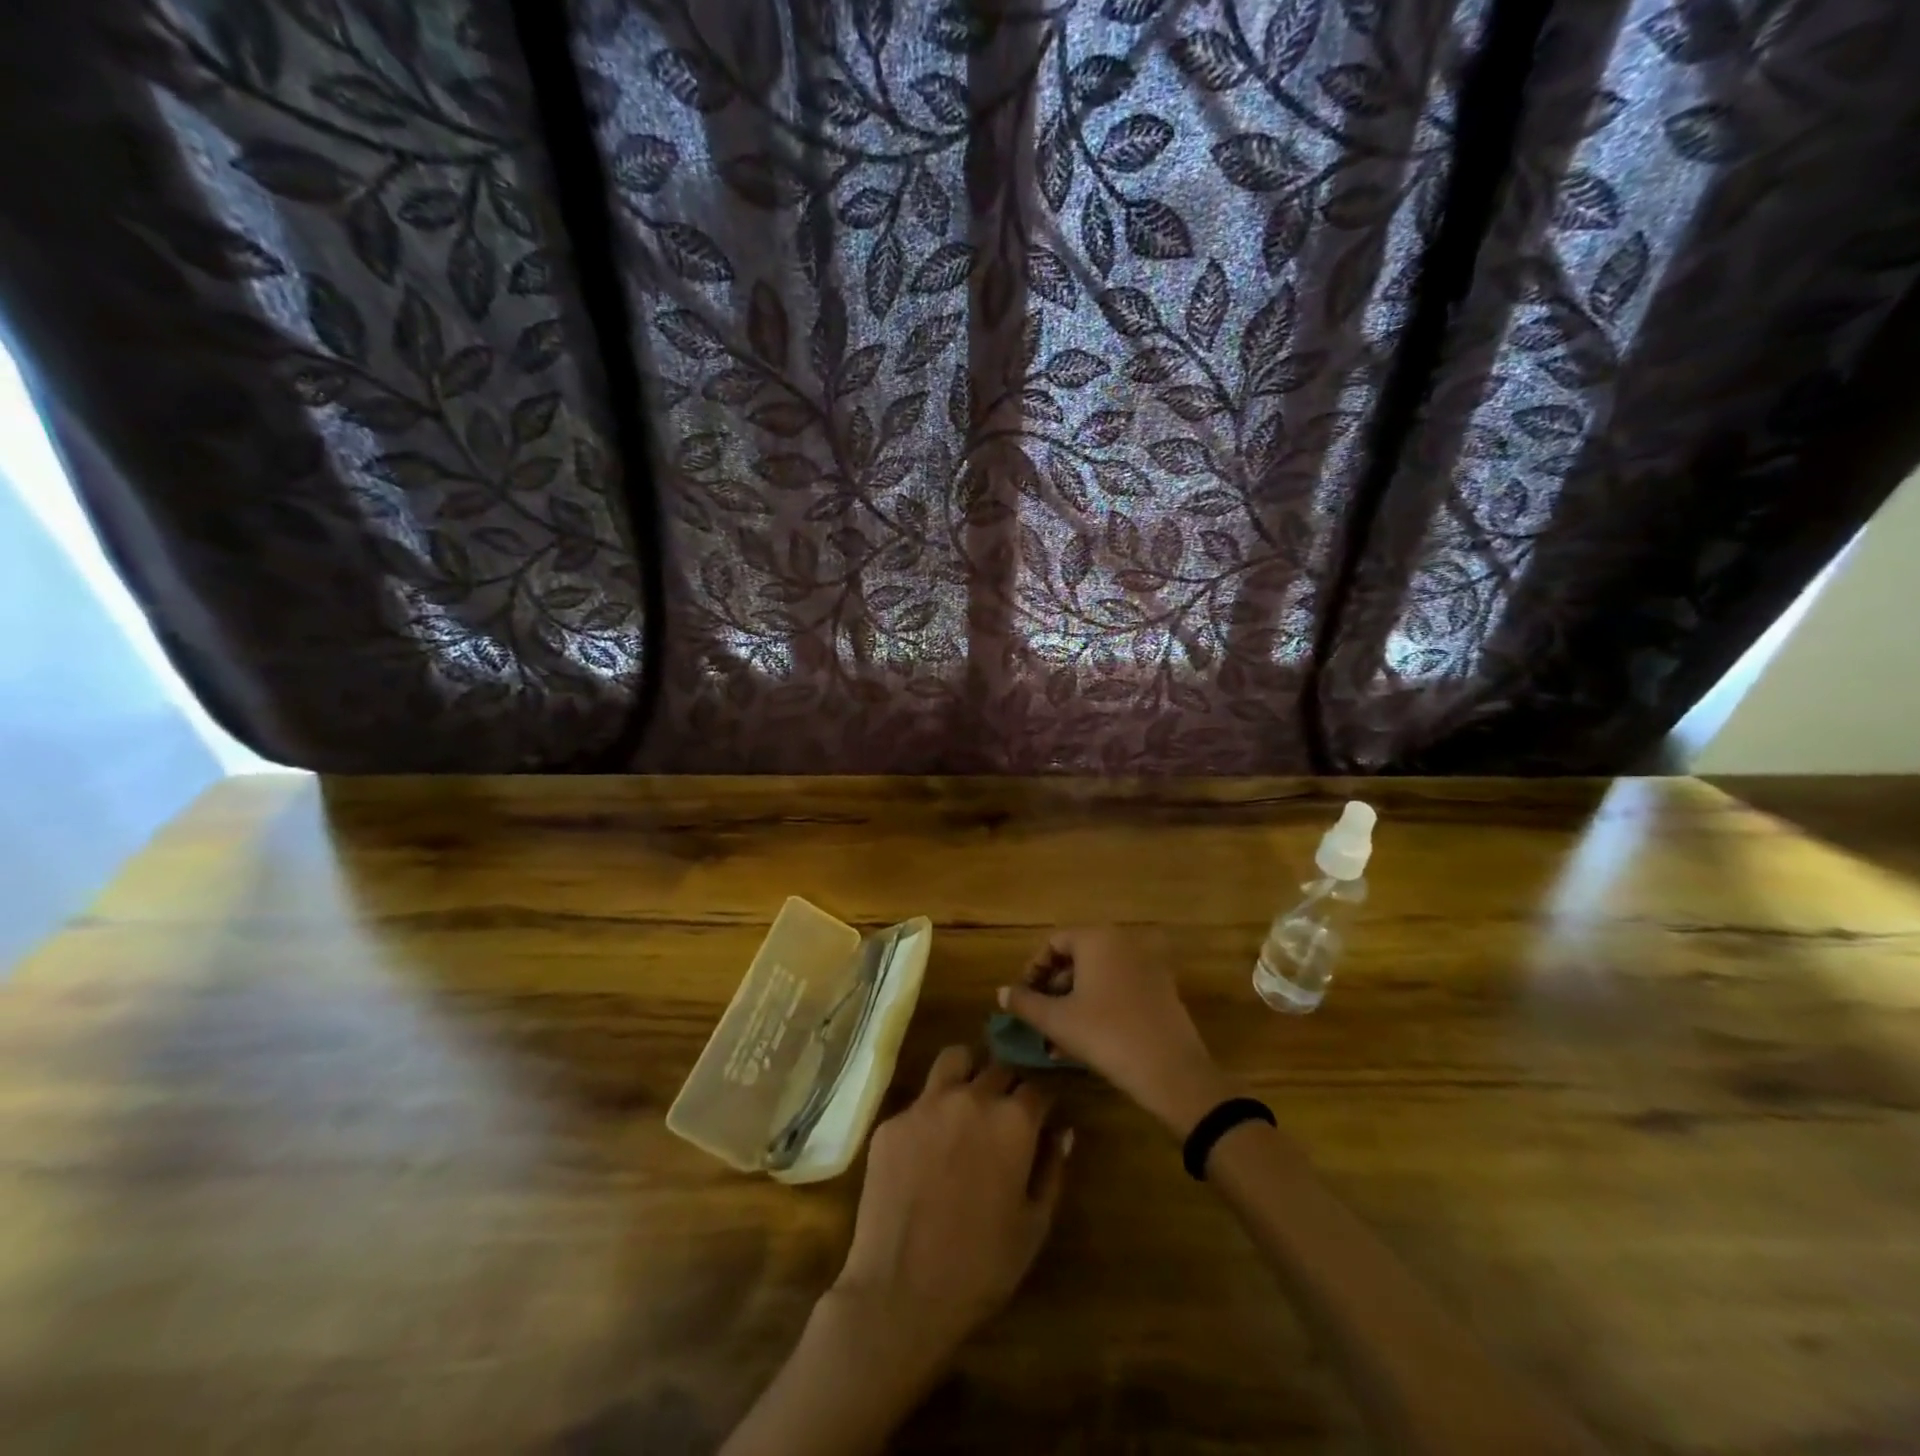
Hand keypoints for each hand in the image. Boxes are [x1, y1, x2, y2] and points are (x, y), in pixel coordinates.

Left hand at [829, 1045, 1069, 1373]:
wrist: (901, 1291)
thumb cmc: (981, 1267)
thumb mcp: (1034, 1226)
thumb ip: (1052, 1169)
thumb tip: (1062, 1131)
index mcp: (1012, 1120)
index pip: (1037, 1087)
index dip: (1042, 1102)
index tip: (1041, 1117)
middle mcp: (971, 1097)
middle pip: (998, 1068)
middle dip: (1008, 1085)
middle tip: (1005, 1115)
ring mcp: (926, 1104)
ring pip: (954, 1060)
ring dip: (968, 1073)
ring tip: (967, 1102)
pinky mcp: (892, 1121)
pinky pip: (919, 1102)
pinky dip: (931, 1114)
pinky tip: (927, 1150)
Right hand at [1001, 928, 1232, 1135]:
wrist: (1171, 1071)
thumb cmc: (1106, 1035)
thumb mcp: (1057, 1021)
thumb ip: (1025, 1003)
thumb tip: (1001, 992)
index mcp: (1097, 939)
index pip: (1054, 942)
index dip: (1033, 969)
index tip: (1023, 999)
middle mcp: (1123, 942)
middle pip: (1077, 958)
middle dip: (1054, 989)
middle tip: (1039, 1019)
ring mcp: (1146, 965)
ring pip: (1098, 976)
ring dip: (1074, 1001)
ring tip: (1057, 1039)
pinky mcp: (1162, 989)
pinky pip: (1119, 988)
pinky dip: (1099, 1005)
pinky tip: (1085, 1040)